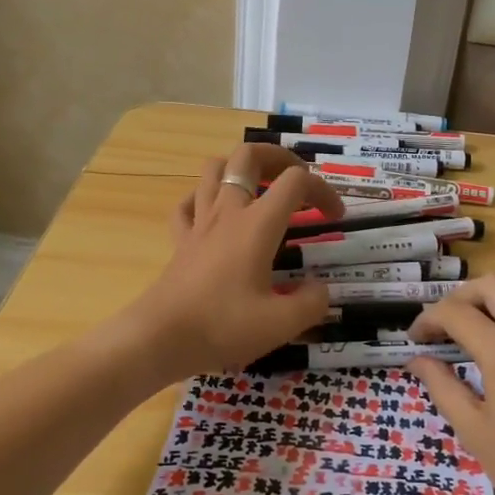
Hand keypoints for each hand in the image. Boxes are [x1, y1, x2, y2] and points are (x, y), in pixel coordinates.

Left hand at [127, 144, 345, 381]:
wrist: (159, 339)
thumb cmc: (222, 326)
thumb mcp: (281, 323)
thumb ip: (312, 303)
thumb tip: (320, 289)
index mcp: (258, 224)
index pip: (296, 181)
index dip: (323, 190)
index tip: (335, 217)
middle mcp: (228, 211)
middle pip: (248, 155)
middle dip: (278, 157)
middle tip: (296, 180)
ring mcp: (200, 222)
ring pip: (214, 169)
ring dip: (239, 169)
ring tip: (259, 188)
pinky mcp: (180, 240)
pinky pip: (188, 203)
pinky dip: (204, 199)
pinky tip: (216, 215)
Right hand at [405, 275, 494, 494]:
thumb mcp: (474, 431)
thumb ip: (442, 386)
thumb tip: (417, 359)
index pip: (457, 313)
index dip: (428, 320)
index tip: (415, 338)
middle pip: (493, 285)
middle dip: (460, 297)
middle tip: (443, 326)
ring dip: (493, 296)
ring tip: (474, 324)